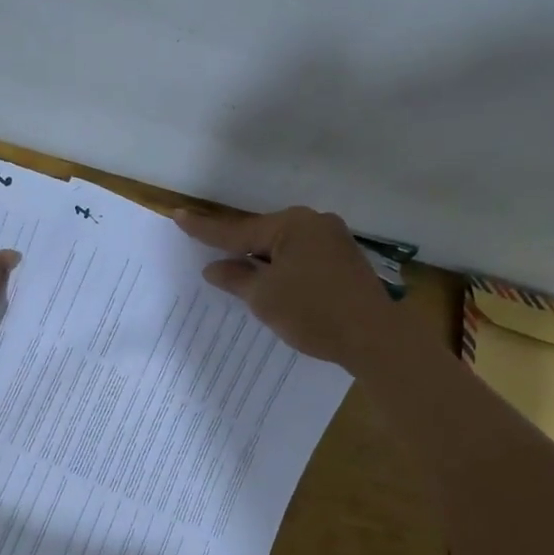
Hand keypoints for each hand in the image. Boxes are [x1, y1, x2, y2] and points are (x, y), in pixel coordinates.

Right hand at [175, 205, 397, 368]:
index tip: (178, 216)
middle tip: (208, 252)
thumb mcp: (264, 298)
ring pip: (284, 248)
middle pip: (263, 236)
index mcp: (292, 225)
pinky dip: (283, 270)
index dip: (205, 230)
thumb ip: (236, 278)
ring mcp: (334, 242)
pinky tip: (273, 285)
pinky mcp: (345, 262)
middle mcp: (315, 224)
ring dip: (262, 262)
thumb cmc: (313, 312)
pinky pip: (302, 259)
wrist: (375, 338)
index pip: (238, 230)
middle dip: (237, 248)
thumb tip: (214, 267)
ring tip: (238, 273)